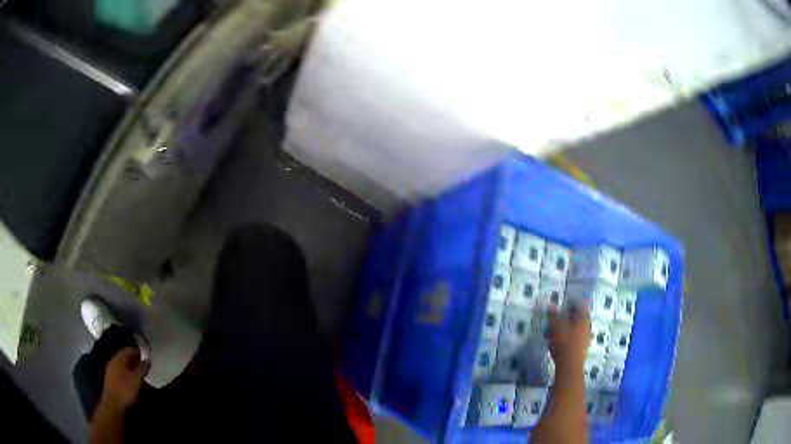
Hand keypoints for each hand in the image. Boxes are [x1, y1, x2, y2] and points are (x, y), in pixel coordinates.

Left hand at [101, 347, 149, 411]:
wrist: (113, 404)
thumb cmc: (125, 389)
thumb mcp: (137, 379)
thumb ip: (142, 368)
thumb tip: (148, 359)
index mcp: (118, 358)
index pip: (128, 349)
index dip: (137, 351)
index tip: (146, 355)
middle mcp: (113, 361)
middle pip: (124, 356)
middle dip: (134, 359)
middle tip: (144, 364)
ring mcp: (110, 371)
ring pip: (122, 365)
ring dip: (130, 367)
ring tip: (139, 373)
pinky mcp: (111, 380)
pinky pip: (120, 372)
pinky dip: (126, 373)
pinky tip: (132, 380)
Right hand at [547, 305, 590, 372]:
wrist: (569, 364)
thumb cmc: (565, 340)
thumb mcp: (556, 324)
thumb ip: (553, 314)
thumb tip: (550, 306)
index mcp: (584, 318)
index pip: (581, 305)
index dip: (572, 304)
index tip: (563, 305)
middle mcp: (587, 327)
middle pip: (577, 319)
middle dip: (565, 319)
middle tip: (554, 320)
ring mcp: (585, 339)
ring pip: (574, 330)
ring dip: (563, 330)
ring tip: (550, 334)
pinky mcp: (580, 350)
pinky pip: (572, 341)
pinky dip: (564, 340)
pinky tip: (554, 344)